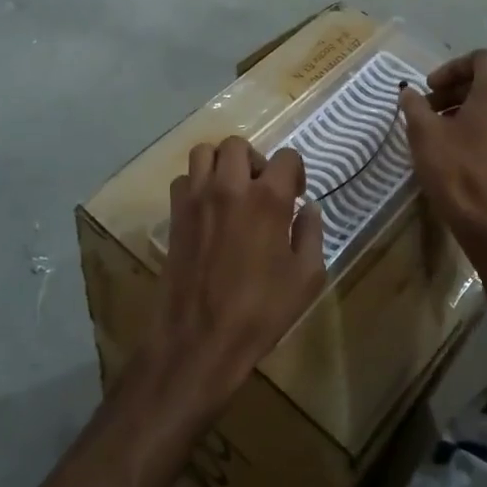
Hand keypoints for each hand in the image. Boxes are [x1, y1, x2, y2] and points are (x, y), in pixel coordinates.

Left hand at [147, 138, 325, 416]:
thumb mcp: (306, 278)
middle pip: (238, 145)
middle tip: (262, 189)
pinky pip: (184, 180)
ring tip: (231, 191)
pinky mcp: (174, 216)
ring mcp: (196, 199)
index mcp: (268, 199)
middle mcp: (229, 187)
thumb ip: (312, 234)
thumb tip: (309, 208)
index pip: (286, 157)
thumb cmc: (261, 312)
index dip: (295, 171)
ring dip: (221, 164)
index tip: (296, 194)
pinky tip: (208, 210)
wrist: (199, 341)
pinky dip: (197, 185)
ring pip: (204, 153)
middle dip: (255, 160)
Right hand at [399, 51, 486, 241]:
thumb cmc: (454, 168)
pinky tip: (450, 142)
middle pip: (485, 80)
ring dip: (461, 106)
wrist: (486, 219)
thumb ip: (414, 104)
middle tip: (427, 106)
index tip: (429, 88)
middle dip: (453, 88)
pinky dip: (474, 122)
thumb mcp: (423, 132)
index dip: (450, 68)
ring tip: (434, 126)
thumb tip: (408, 92)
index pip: (479, 58)